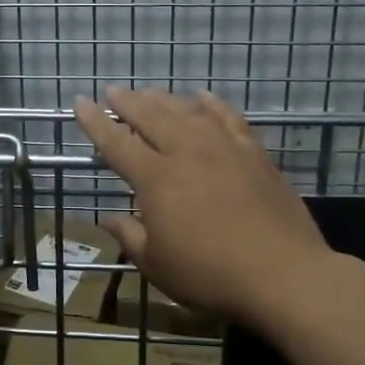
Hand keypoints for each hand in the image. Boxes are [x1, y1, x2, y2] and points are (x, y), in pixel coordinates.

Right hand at [74, 86, 338, 328]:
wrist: (284, 274)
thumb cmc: (210, 275)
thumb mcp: (157, 265)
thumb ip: (129, 236)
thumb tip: (107, 219)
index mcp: (156, 178)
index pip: (116, 143)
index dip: (96, 123)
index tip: (80, 103)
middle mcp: (186, 152)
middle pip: (150, 116)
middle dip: (127, 102)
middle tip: (113, 90)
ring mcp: (223, 148)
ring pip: (186, 112)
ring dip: (164, 99)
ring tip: (149, 92)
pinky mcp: (253, 153)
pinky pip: (228, 117)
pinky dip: (212, 104)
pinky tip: (202, 97)